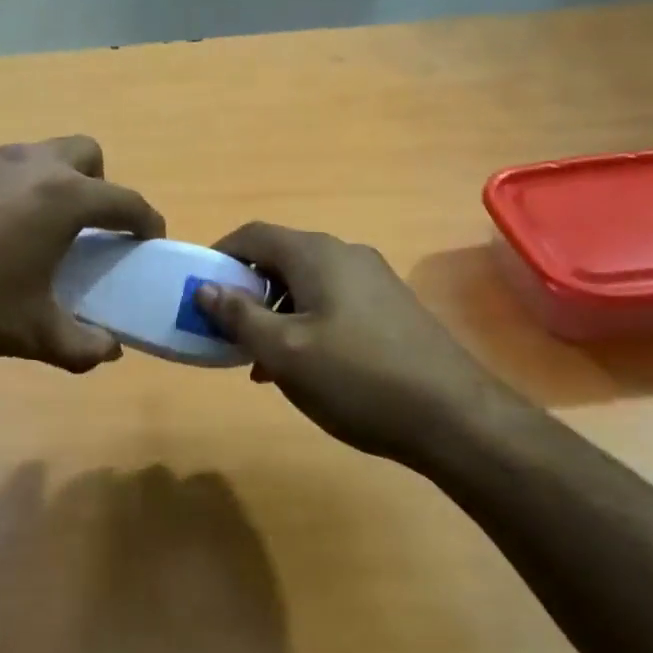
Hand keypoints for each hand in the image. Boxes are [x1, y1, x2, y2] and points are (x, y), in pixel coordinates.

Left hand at [0, 136, 164, 372]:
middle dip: (100, 185)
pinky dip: (9, 190)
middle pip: (86, 154)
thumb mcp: (31, 333)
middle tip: (87, 229)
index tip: (149, 239)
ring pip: (38, 156)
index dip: (146, 221)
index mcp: (62, 198)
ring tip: (33, 233)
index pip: (125, 200)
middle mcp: (30, 165)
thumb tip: (109, 351)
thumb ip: (81, 345)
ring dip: (52, 185)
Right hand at [194, 223, 507, 464]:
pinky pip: (333, 303)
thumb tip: (204, 288)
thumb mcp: (284, 352)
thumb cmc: (357, 379)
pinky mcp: (391, 308)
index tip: (197, 290)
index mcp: (316, 254)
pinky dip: (306, 323)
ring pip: (306, 285)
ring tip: (260, 360)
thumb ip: (239, 316)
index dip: (219, 256)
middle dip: (246, 291)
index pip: (253, 235)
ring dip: (275, 313)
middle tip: (226, 331)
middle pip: (280, 259)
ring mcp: (374, 280)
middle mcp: (346, 255)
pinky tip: (304, 367)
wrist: (455, 417)